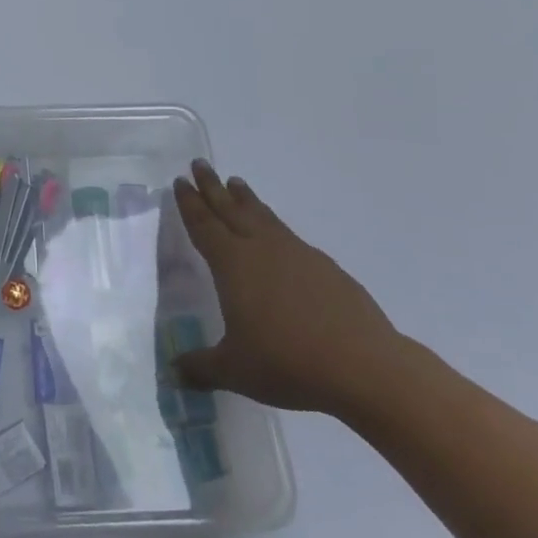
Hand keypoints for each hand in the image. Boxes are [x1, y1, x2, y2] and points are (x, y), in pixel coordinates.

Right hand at [171, 160, 405, 416]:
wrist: (364, 366)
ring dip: (246, 199)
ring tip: (236, 183)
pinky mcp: (325, 268)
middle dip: (212, 187)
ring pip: (263, 216)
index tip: (181, 181)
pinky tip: (278, 235)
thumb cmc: (288, 362)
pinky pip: (289, 235)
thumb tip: (173, 374)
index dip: (190, 203)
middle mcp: (261, 249)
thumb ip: (201, 367)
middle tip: (200, 164)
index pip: (204, 225)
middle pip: (230, 209)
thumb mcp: (235, 370)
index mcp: (232, 264)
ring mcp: (296, 254)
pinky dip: (274, 224)